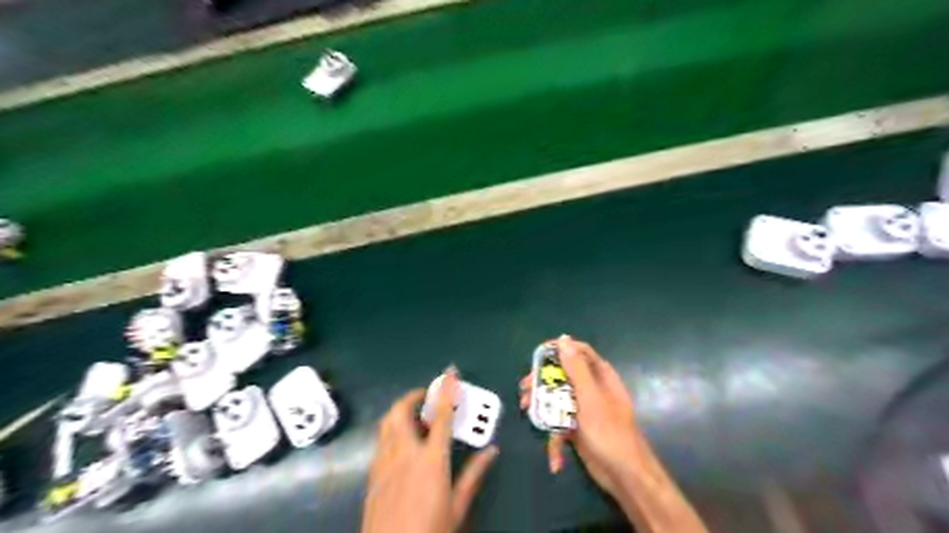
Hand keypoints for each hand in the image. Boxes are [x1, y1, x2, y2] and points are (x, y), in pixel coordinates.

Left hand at [362, 371, 498, 532]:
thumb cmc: (430, 530)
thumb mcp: (457, 506)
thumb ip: (474, 474)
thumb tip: (492, 451)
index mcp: (430, 460)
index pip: (440, 416)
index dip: (447, 391)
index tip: (450, 373)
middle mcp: (403, 454)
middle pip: (400, 412)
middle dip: (412, 397)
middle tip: (426, 398)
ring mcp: (383, 463)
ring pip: (386, 423)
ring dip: (399, 412)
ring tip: (415, 418)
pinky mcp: (372, 475)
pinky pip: (380, 441)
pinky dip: (391, 431)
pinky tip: (402, 445)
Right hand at [522, 336, 640, 497]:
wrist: (624, 475)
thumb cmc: (609, 431)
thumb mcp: (590, 397)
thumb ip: (576, 368)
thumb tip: (563, 339)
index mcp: (599, 375)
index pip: (577, 351)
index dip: (557, 350)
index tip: (536, 357)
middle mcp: (591, 388)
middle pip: (562, 375)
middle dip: (542, 382)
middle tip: (525, 390)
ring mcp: (584, 408)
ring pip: (557, 399)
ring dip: (542, 407)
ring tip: (527, 411)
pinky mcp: (578, 427)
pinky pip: (561, 424)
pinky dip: (555, 437)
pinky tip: (554, 455)